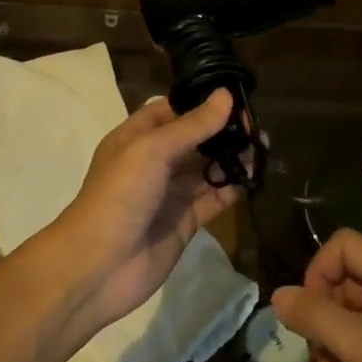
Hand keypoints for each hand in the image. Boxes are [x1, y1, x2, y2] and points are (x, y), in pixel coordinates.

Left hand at [33, 89, 243, 339]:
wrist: (98, 267)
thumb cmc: (118, 196)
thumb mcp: (152, 150)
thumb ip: (192, 125)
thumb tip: (226, 95)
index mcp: (136, 137)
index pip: (173, 110)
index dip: (202, 103)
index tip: (236, 98)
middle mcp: (154, 162)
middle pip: (195, 139)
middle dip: (223, 131)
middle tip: (256, 127)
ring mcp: (170, 193)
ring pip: (207, 168)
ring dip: (232, 158)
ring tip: (263, 149)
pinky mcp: (185, 222)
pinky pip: (213, 199)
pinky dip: (232, 188)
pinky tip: (253, 178)